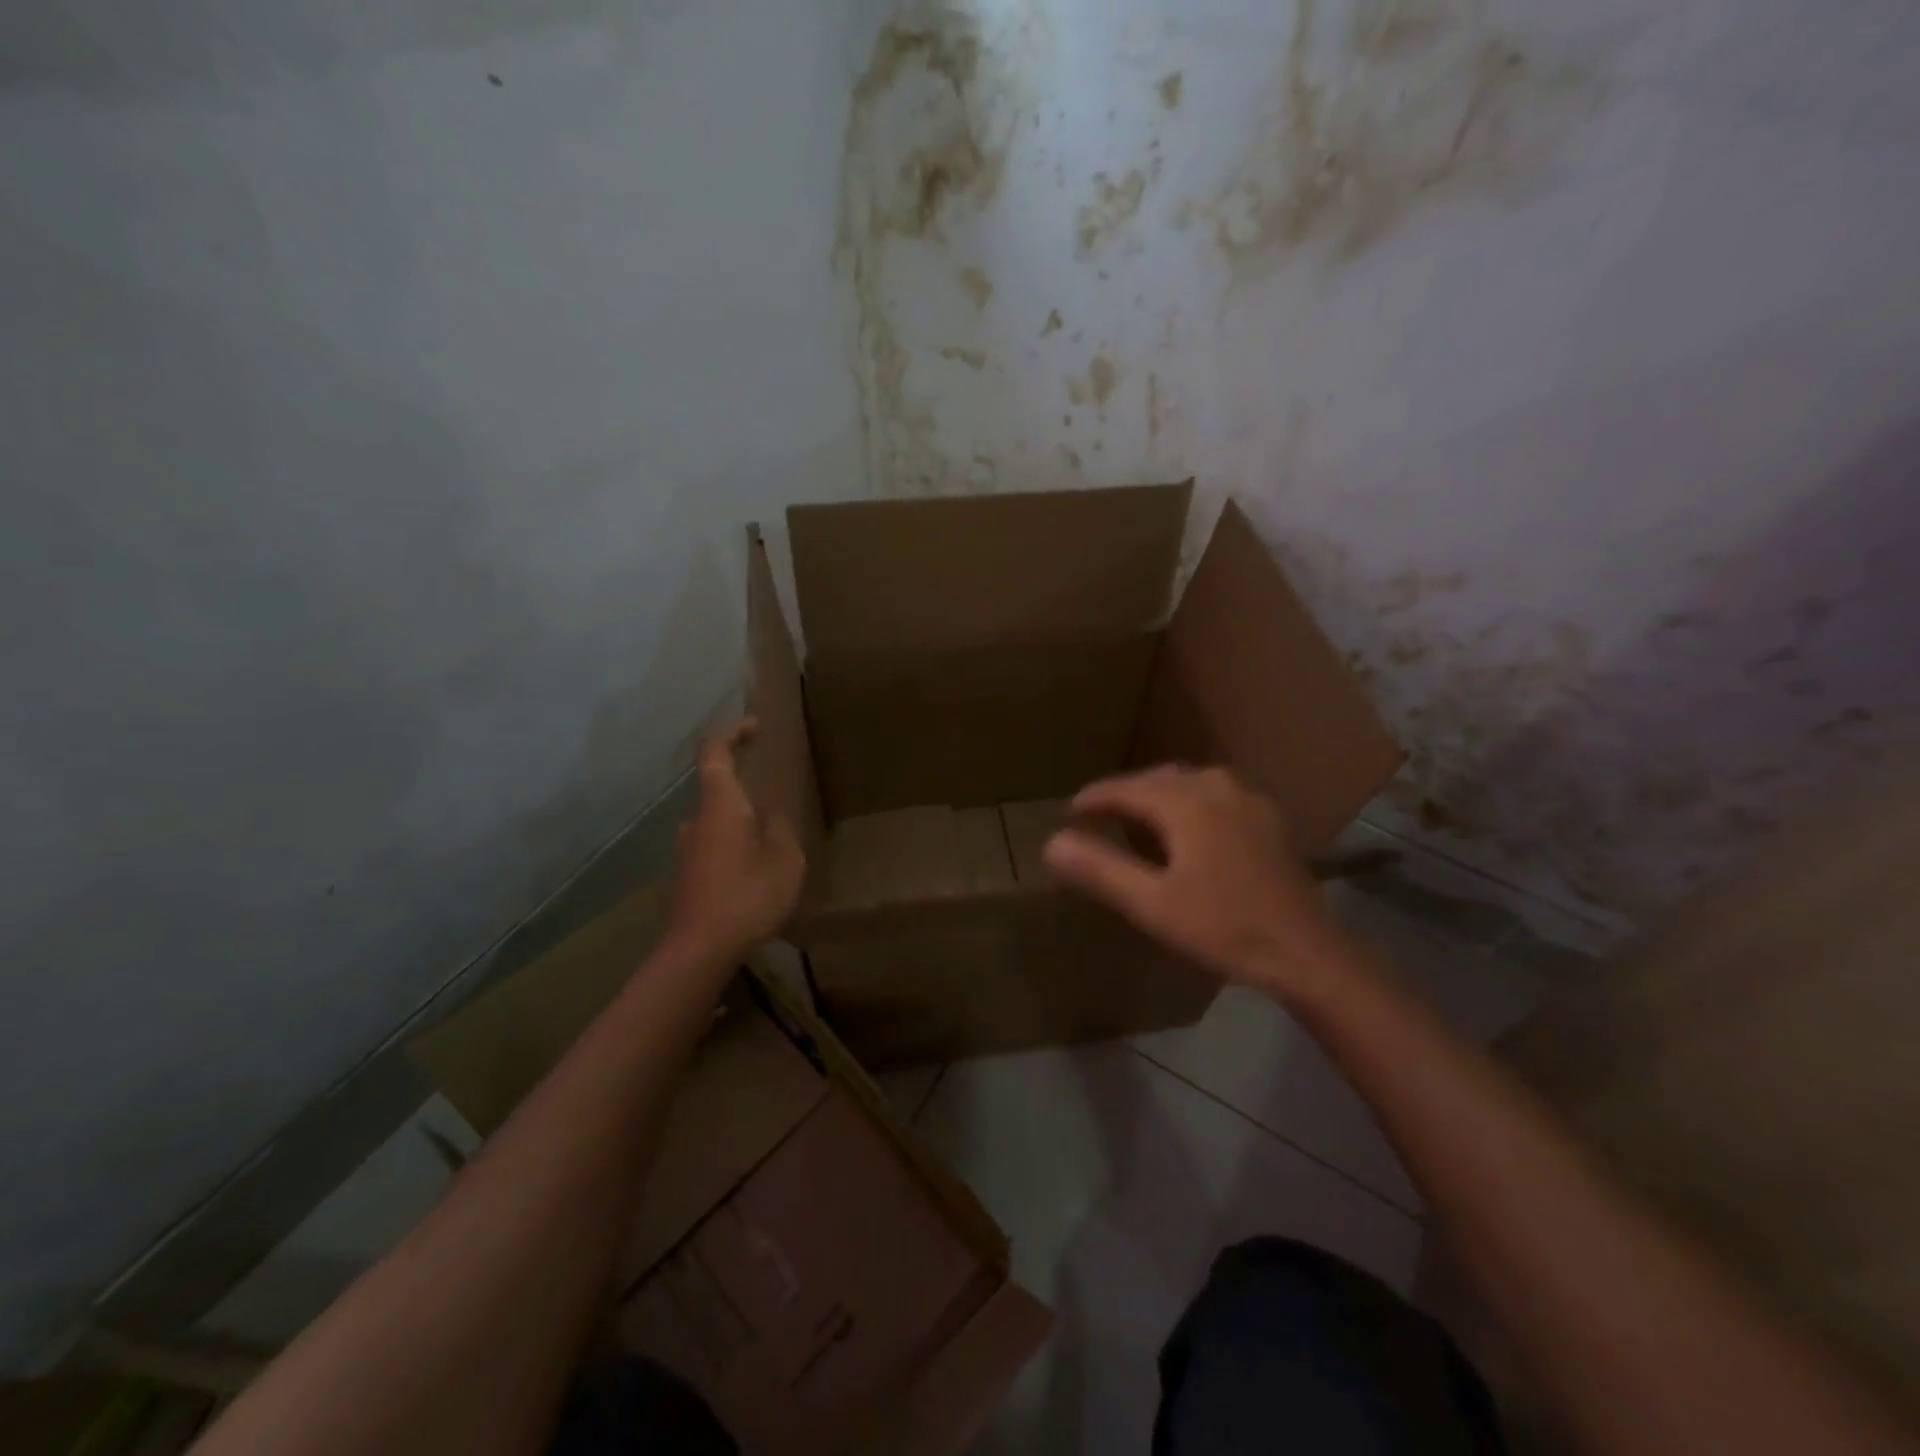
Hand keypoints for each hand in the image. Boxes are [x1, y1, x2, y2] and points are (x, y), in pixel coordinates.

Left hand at [665, 719, 804, 961]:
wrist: (699, 951)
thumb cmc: (747, 895)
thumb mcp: (785, 860)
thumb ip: (781, 831)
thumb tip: (771, 819)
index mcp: (720, 806)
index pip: (715, 753)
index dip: (732, 733)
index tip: (754, 728)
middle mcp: (696, 822)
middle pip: (717, 793)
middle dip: (746, 795)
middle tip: (777, 810)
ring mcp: (685, 853)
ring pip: (717, 827)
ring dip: (741, 831)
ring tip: (772, 853)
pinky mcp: (685, 880)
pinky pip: (713, 854)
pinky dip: (733, 856)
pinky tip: (754, 882)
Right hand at [1043, 765, 1347, 1002]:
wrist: (1305, 952)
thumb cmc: (1222, 927)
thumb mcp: (1151, 904)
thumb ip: (1100, 870)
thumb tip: (1052, 844)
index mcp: (1186, 802)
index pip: (1126, 788)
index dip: (1095, 797)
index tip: (1071, 809)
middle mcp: (1217, 788)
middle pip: (1159, 778)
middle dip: (1126, 792)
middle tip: (1100, 813)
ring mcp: (1249, 801)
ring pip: (1191, 783)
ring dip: (1160, 794)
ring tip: (1140, 816)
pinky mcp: (1269, 820)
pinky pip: (1217, 795)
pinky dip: (1191, 802)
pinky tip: (1190, 827)